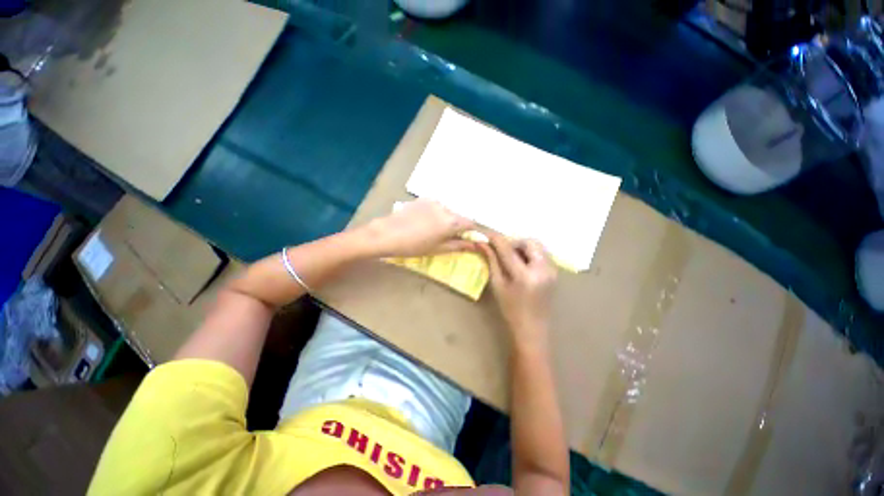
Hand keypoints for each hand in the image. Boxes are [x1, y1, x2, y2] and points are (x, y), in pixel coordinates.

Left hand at [361, 200, 476, 257]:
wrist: (387, 234)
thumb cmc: (414, 246)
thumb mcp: (438, 249)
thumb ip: (458, 245)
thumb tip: (474, 245)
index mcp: (451, 221)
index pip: (471, 223)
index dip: (472, 232)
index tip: (468, 239)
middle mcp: (445, 207)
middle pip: (459, 216)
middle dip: (458, 226)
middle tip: (448, 237)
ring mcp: (433, 201)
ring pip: (447, 211)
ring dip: (446, 219)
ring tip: (433, 230)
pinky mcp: (423, 199)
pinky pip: (436, 206)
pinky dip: (436, 214)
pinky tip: (425, 222)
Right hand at [478, 232, 556, 343]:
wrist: (533, 329)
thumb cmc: (511, 310)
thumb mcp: (498, 285)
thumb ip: (492, 261)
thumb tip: (482, 244)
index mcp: (525, 276)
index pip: (508, 249)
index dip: (496, 239)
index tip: (486, 234)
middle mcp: (542, 269)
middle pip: (529, 242)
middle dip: (514, 242)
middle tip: (502, 250)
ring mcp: (552, 270)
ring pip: (537, 246)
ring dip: (522, 247)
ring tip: (512, 257)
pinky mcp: (555, 272)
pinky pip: (542, 253)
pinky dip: (530, 253)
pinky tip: (522, 263)